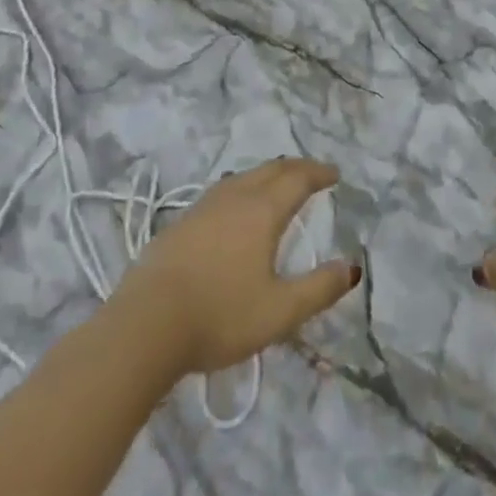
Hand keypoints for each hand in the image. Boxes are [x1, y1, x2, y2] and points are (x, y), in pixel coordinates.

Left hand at [118, 158, 359, 376]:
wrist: (143, 327)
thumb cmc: (219, 316)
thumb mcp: (279, 312)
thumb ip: (319, 289)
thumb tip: (352, 267)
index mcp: (263, 211)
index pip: (298, 179)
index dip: (319, 173)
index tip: (334, 175)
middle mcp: (235, 198)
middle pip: (270, 169)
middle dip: (295, 168)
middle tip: (311, 174)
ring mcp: (202, 208)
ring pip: (243, 177)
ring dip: (266, 175)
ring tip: (275, 185)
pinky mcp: (179, 225)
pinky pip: (220, 192)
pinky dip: (240, 190)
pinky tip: (233, 210)